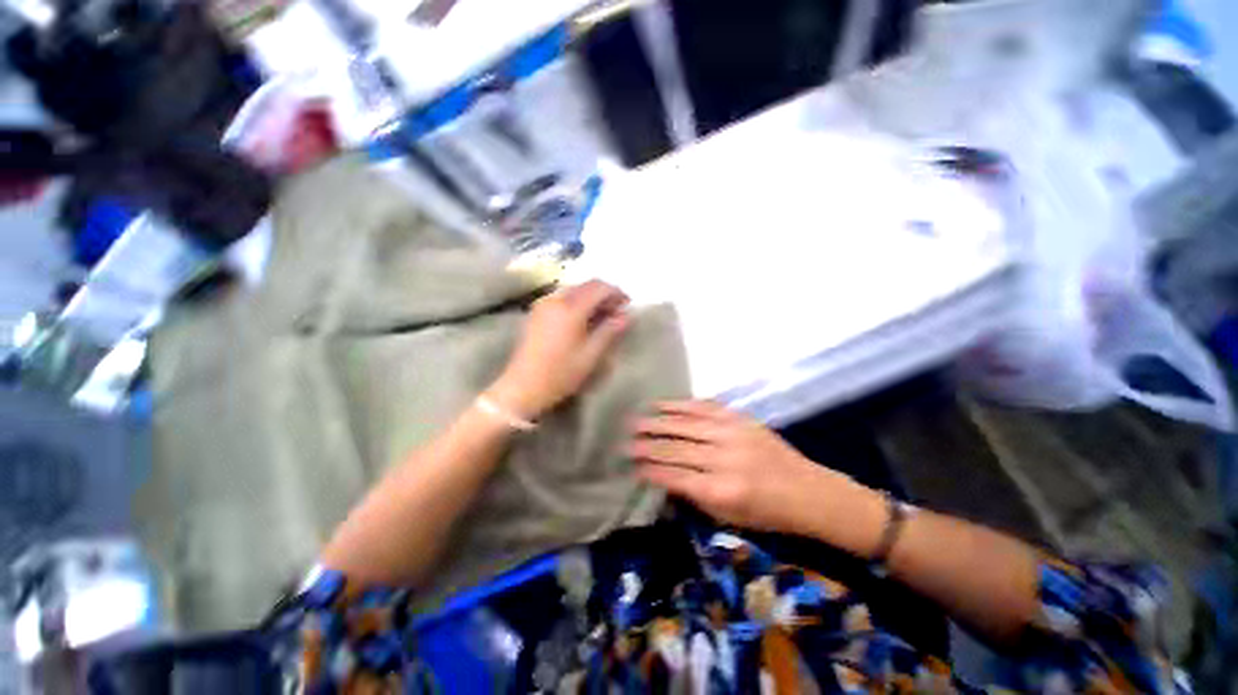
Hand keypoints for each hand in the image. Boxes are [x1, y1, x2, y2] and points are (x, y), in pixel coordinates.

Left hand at [488, 280, 629, 419]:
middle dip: (604, 294)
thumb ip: (609, 331)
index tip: (628, 304)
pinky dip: (577, 302)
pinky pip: (562, 297)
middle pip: (586, 285)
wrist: (524, 387)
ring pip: (574, 290)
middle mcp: (556, 299)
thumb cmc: (561, 373)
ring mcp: (543, 304)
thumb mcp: (591, 354)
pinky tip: (583, 318)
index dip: (616, 292)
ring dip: (590, 297)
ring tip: (602, 316)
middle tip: (617, 311)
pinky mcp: (536, 312)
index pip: (599, 287)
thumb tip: (626, 316)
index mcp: (571, 307)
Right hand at [628, 401, 847, 532]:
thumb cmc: (768, 513)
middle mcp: (724, 459)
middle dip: (648, 444)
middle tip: (626, 440)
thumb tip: (665, 478)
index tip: (632, 465)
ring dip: (659, 421)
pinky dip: (682, 405)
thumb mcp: (729, 518)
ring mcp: (733, 434)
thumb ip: (695, 496)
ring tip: (638, 419)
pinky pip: (706, 407)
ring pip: (687, 424)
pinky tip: (665, 403)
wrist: (808, 491)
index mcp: (722, 490)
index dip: (650, 470)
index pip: (675, 477)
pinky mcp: (740, 419)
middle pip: (676, 448)